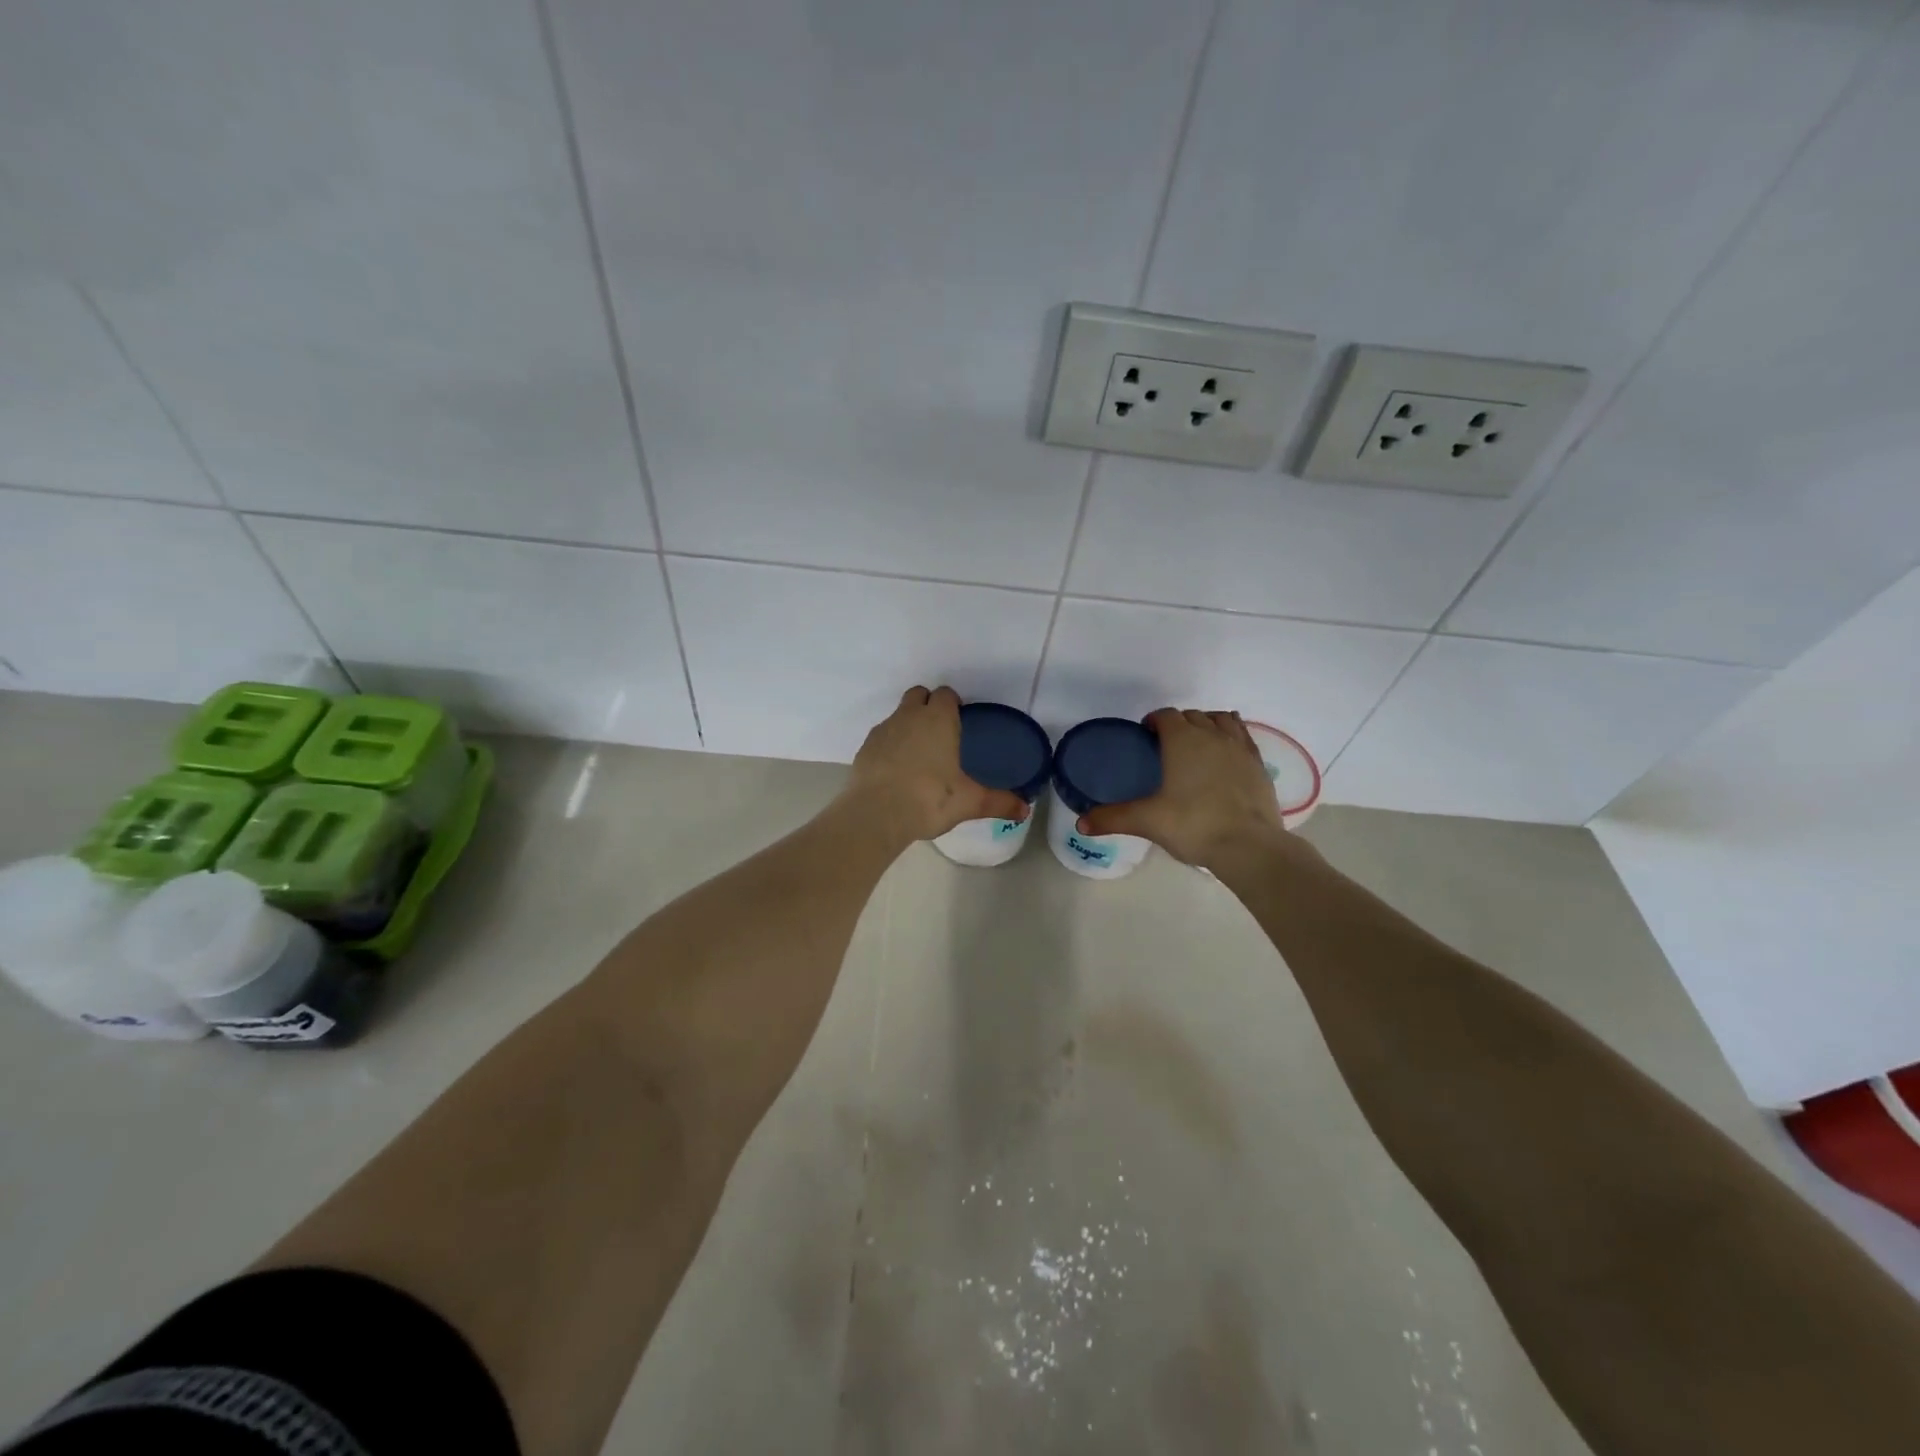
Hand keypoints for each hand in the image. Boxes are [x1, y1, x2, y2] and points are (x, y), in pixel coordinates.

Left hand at [843, 686, 1029, 844]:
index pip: (945, 694)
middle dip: (927, 705)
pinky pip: (882, 737)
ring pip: (898, 715)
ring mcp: (884, 730)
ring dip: (907, 725)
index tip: (958, 719)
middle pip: (918, 695)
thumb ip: (999, 802)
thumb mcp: (970, 802)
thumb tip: (1025, 810)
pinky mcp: (865, 748)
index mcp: (938, 719)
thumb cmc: (930, 799)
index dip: (952, 703)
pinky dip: (889, 746)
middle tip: (939, 733)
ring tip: (918, 756)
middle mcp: (909, 716)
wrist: (876, 814)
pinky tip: (896, 771)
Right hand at [1079, 708, 1295, 868]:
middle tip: (1167, 746)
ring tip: (1198, 743)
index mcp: (1182, 740)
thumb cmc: (1193, 825)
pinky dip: (1232, 736)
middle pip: (1193, 715)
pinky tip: (1227, 753)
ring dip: (1207, 724)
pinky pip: (1244, 737)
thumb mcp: (1147, 821)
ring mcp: (1239, 747)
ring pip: (1222, 720)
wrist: (1248, 845)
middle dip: (1179, 723)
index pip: (1166, 715)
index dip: (1154, 721)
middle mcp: (1211, 735)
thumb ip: (1113, 818)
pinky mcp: (1259, 764)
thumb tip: (1080, 824)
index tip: (1145, 736)